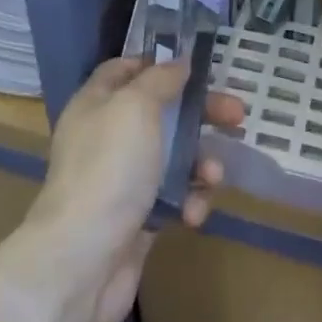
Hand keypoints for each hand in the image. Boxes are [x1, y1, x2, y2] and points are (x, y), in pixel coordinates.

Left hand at [24, 58, 245, 321]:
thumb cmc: (109, 168)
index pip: (126, 69)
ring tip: (212, 177)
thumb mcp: (135, 107)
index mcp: (97, 102)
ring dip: (200, 164)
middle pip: (161, 112)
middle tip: (237, 116)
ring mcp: (122, 179)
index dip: (159, 64)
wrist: (83, 260)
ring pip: (173, 158)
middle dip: (201, 115)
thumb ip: (160, 79)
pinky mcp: (137, 218)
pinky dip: (188, 202)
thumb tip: (177, 61)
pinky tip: (192, 215)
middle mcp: (106, 136)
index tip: (197, 67)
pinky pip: (173, 198)